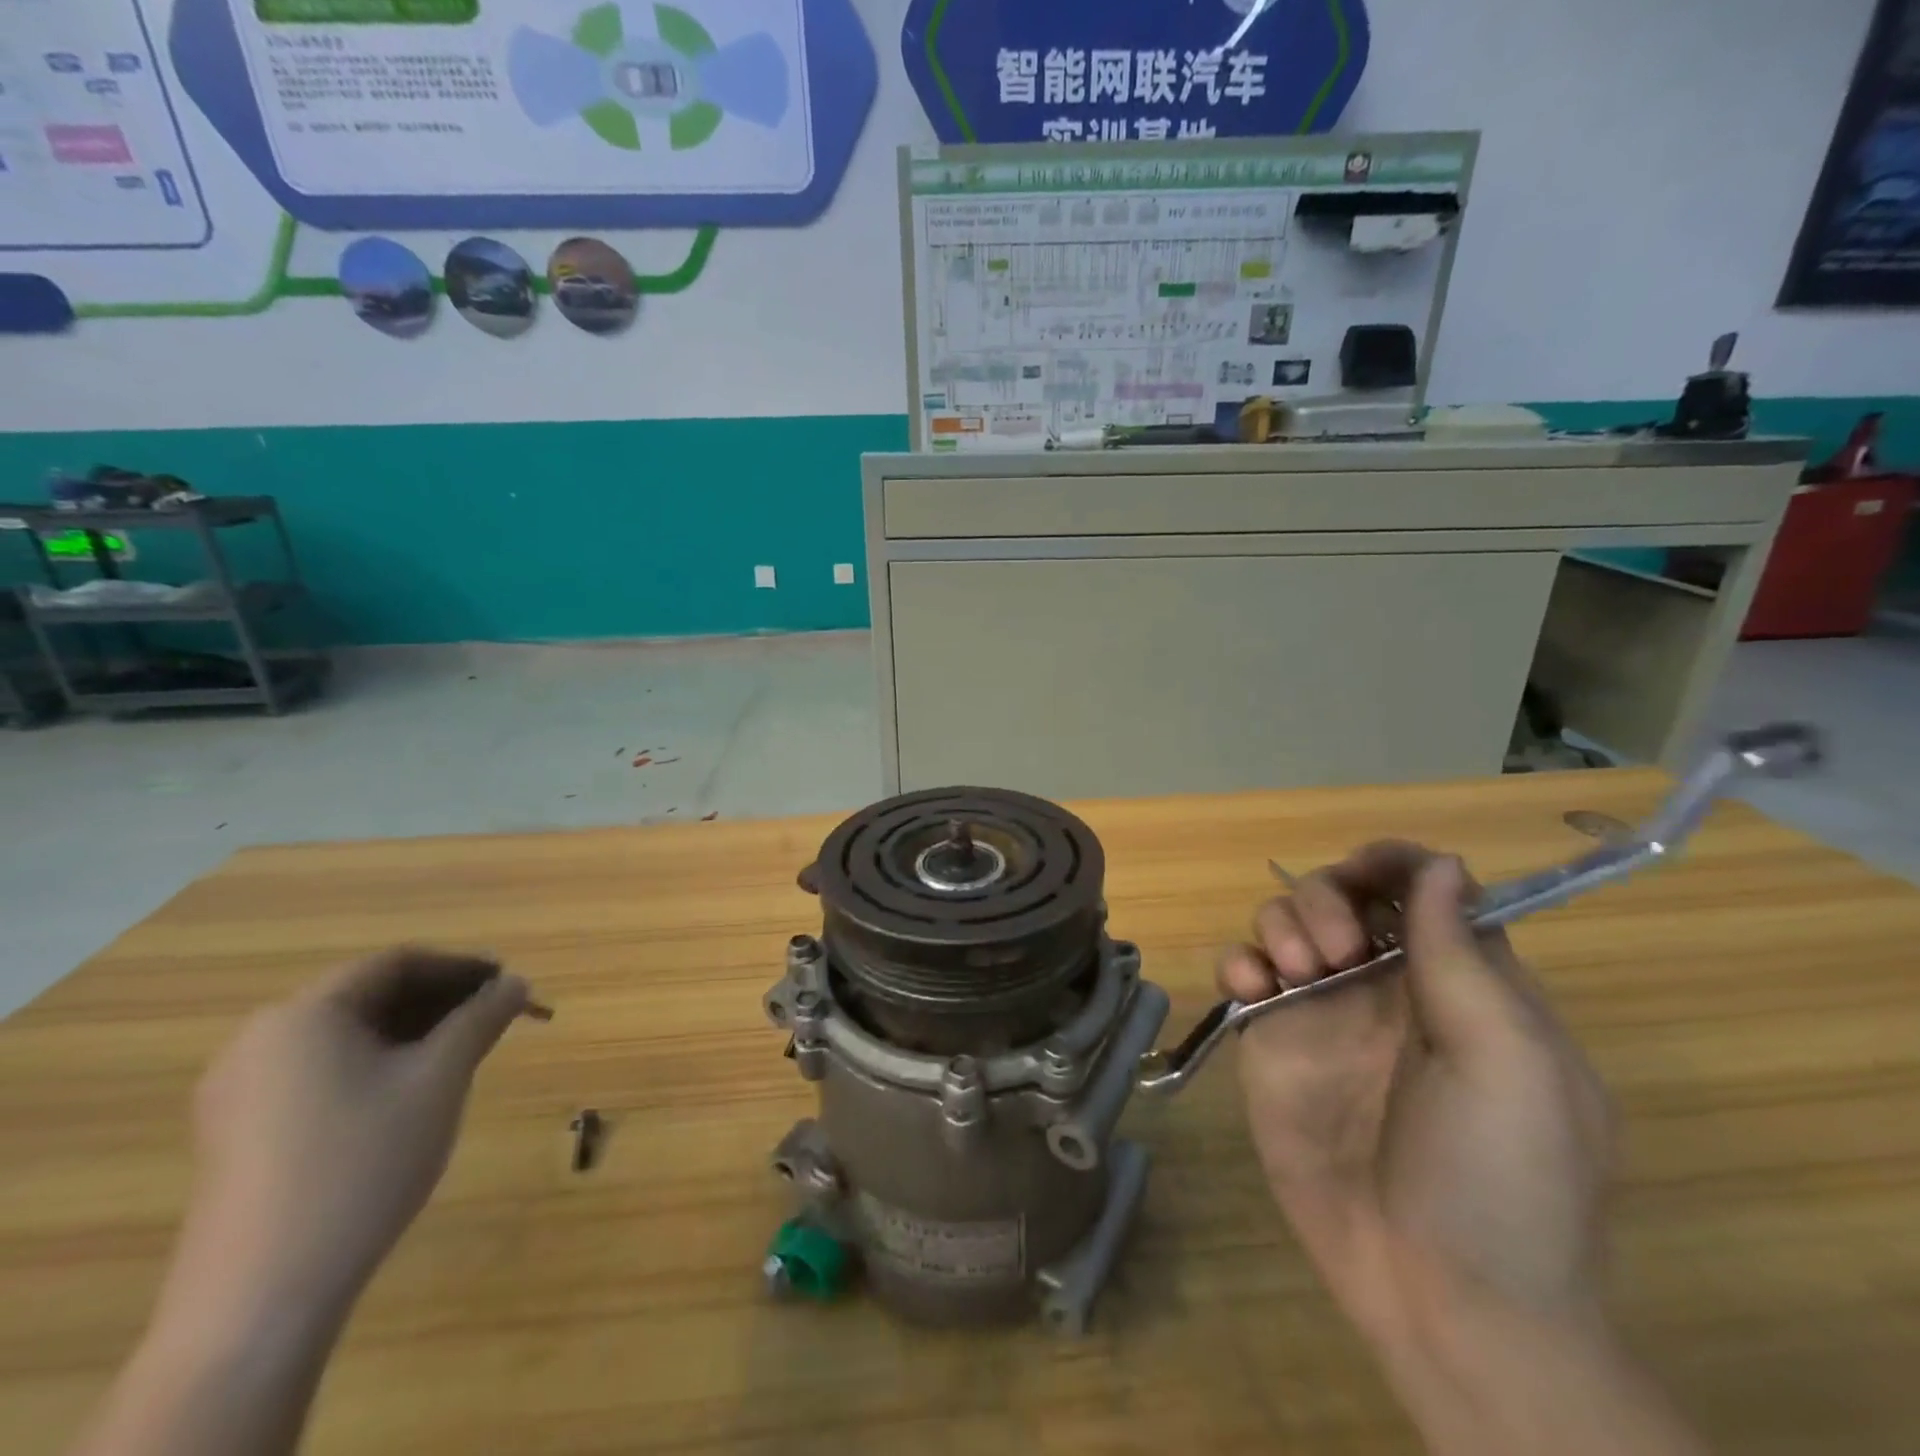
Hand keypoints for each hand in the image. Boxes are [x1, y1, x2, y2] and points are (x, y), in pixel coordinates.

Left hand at [169, 949, 531, 1325]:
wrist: (262, 1297)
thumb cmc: (362, 1163)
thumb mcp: (439, 1079)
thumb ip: (481, 1019)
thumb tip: (516, 983)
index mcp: (304, 1015)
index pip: (396, 963)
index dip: (461, 965)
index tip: (509, 981)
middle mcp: (262, 1040)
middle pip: (369, 996)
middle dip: (440, 999)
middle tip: (497, 1016)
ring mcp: (242, 1091)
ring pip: (348, 1036)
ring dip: (413, 1031)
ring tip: (466, 1051)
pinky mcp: (241, 1133)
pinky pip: (323, 1071)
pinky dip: (378, 1063)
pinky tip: (413, 1090)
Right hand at [1221, 843, 1614, 1351]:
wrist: (1441, 1298)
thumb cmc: (1501, 1179)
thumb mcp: (1509, 1064)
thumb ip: (1464, 959)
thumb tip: (1442, 865)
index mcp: (1462, 984)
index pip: (1425, 890)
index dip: (1394, 864)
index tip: (1366, 869)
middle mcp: (1387, 986)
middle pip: (1343, 893)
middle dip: (1328, 896)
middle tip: (1336, 949)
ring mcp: (1324, 1013)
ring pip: (1285, 922)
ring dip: (1282, 922)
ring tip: (1298, 972)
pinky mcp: (1272, 1041)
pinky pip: (1242, 972)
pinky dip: (1238, 961)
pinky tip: (1251, 986)